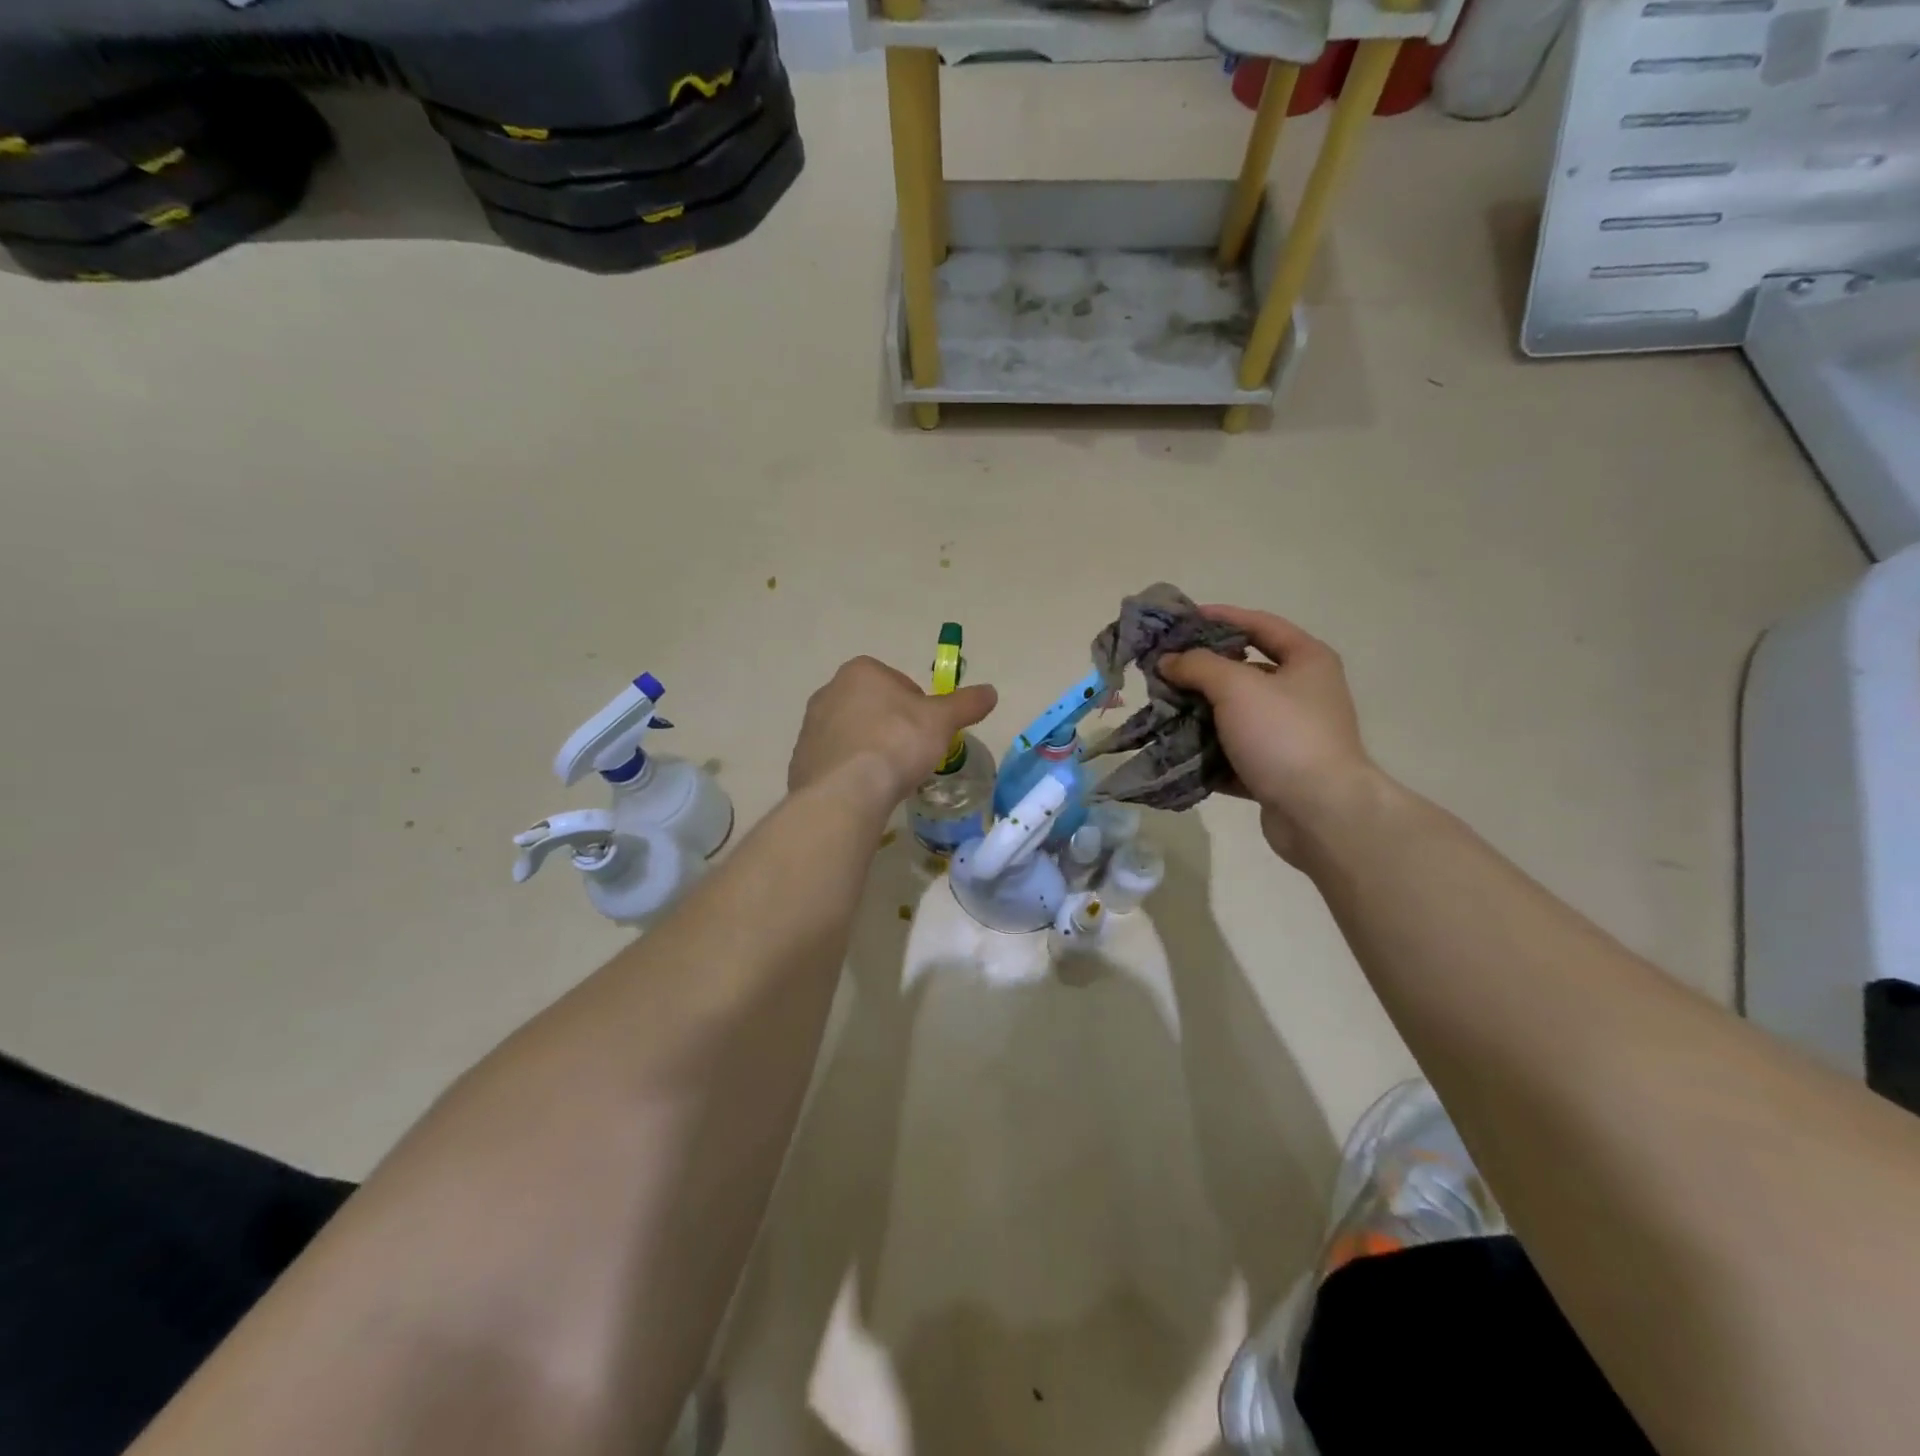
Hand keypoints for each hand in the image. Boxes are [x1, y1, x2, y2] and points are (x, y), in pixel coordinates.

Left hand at [788, 656, 997, 813]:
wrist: (845, 791)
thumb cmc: (896, 743)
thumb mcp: (942, 721)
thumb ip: (966, 704)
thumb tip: (991, 691)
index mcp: (861, 671)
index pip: (899, 683)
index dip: (919, 708)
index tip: (927, 734)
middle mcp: (829, 691)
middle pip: (874, 707)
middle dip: (893, 727)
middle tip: (911, 756)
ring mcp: (810, 726)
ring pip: (853, 733)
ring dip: (871, 749)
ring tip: (889, 777)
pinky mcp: (800, 759)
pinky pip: (835, 760)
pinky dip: (850, 771)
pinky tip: (864, 790)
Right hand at [1159, 607, 1382, 862]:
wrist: (1320, 812)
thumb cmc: (1283, 735)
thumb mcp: (1236, 687)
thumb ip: (1198, 666)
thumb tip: (1168, 660)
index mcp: (1306, 661)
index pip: (1260, 624)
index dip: (1221, 617)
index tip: (1181, 620)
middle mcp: (1302, 693)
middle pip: (1243, 672)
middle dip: (1200, 672)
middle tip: (1162, 672)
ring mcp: (1289, 735)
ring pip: (1234, 716)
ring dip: (1198, 715)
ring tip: (1161, 711)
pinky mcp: (1275, 771)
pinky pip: (1234, 754)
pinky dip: (1207, 753)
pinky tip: (1177, 751)